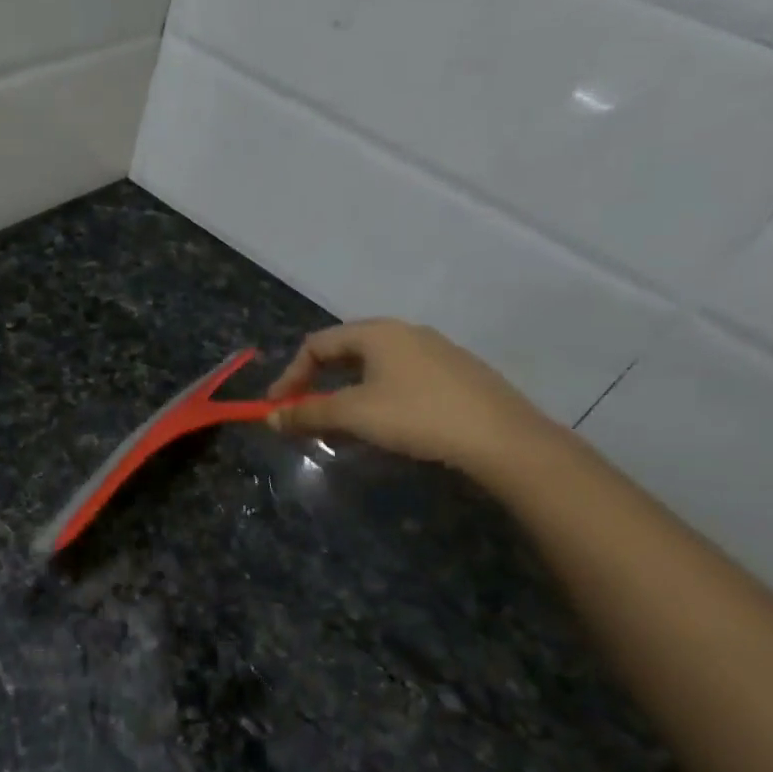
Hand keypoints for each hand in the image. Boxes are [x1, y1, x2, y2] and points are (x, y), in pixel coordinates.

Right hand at [266, 319, 556, 478]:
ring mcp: (436, 352)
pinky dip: (377, 397)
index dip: (290, 375)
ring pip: (375, 367)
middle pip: (345, 351)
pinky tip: (385, 425)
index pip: (316, 344)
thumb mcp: (353, 415)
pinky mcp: (457, 375)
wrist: (503, 439)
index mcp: (377, 332)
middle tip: (305, 412)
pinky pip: (401, 378)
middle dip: (317, 383)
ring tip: (340, 423)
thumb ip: (308, 414)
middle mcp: (405, 332)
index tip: (277, 407)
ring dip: (346, 392)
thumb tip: (270, 417)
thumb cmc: (417, 416)